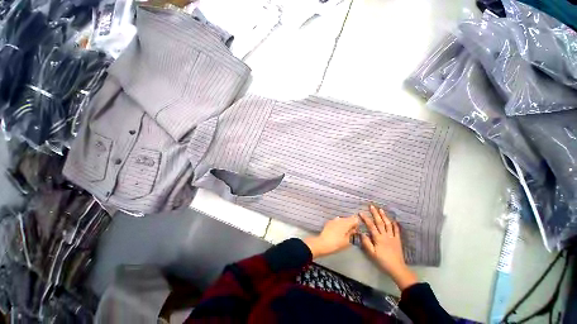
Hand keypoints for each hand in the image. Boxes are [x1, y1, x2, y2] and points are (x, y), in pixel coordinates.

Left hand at [303, 216, 358, 257]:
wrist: (322, 243)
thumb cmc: (337, 243)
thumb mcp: (347, 241)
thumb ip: (351, 233)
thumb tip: (354, 229)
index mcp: (346, 223)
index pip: (355, 219)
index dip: (357, 224)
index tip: (356, 231)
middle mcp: (340, 219)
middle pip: (348, 218)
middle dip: (351, 224)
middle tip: (350, 233)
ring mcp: (334, 219)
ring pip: (342, 220)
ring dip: (344, 224)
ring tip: (344, 233)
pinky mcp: (329, 222)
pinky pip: (337, 221)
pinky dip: (339, 225)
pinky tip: (337, 232)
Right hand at [359, 205, 416, 290]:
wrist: (397, 268)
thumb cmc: (382, 261)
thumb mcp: (372, 253)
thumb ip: (366, 243)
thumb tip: (361, 233)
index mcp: (378, 238)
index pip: (370, 226)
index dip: (365, 218)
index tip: (361, 212)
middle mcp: (385, 235)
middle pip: (380, 222)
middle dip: (375, 213)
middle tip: (372, 206)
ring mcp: (392, 237)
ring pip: (388, 224)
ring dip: (384, 216)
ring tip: (381, 210)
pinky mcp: (397, 240)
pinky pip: (397, 230)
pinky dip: (395, 225)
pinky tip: (394, 220)